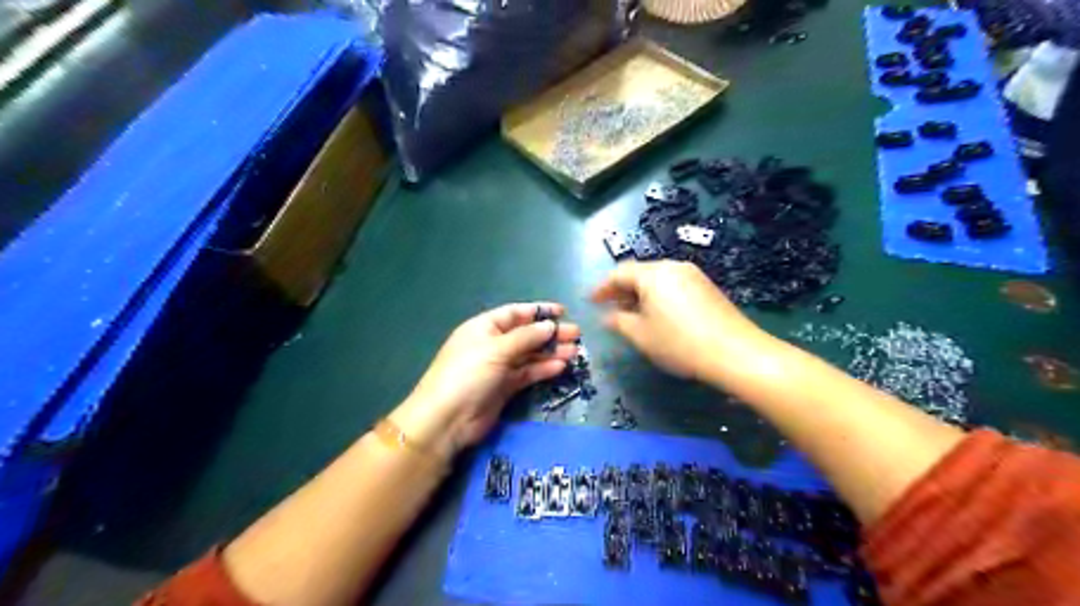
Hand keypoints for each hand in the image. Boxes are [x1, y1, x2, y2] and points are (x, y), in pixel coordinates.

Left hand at [385, 303, 572, 463]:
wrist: (448, 419)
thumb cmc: (468, 374)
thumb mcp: (496, 349)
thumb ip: (526, 337)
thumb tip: (550, 325)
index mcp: (484, 328)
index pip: (515, 313)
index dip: (538, 311)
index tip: (562, 311)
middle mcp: (492, 344)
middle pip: (526, 334)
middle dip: (550, 333)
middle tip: (576, 334)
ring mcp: (499, 367)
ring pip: (530, 355)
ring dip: (551, 352)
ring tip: (575, 351)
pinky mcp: (505, 387)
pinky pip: (528, 373)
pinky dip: (544, 369)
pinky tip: (561, 366)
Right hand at [593, 261, 772, 382]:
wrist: (735, 352)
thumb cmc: (679, 343)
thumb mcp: (641, 335)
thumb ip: (618, 321)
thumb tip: (607, 315)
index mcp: (653, 274)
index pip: (619, 273)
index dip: (602, 287)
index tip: (589, 300)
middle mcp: (673, 267)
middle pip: (639, 273)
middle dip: (621, 290)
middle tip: (608, 308)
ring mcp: (693, 275)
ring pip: (657, 279)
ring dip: (640, 293)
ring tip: (631, 313)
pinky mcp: (707, 287)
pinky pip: (673, 285)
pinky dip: (658, 296)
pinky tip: (657, 314)